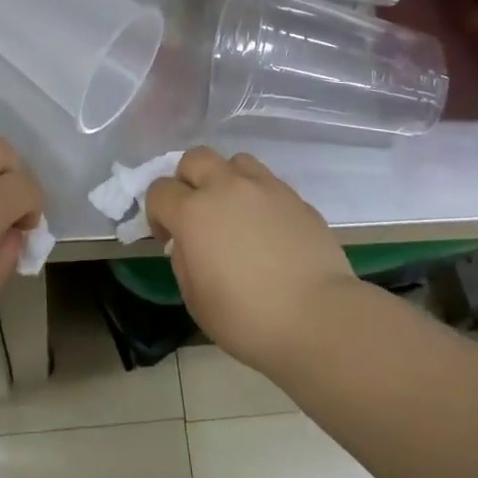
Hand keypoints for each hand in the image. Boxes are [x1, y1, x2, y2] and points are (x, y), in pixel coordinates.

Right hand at [146, 147, 356, 377]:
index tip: (168, 238)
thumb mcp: (196, 301)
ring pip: (234, 162)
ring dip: (226, 180)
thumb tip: (189, 243)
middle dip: (187, 180)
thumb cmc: (249, 319)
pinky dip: (258, 196)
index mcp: (194, 212)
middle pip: (194, 159)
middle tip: (197, 213)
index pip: (159, 190)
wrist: (319, 319)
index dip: (157, 212)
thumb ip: (184, 260)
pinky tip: (267, 227)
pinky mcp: (295, 196)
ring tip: (235, 211)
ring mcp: (264, 187)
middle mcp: (226, 187)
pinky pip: (267, 182)